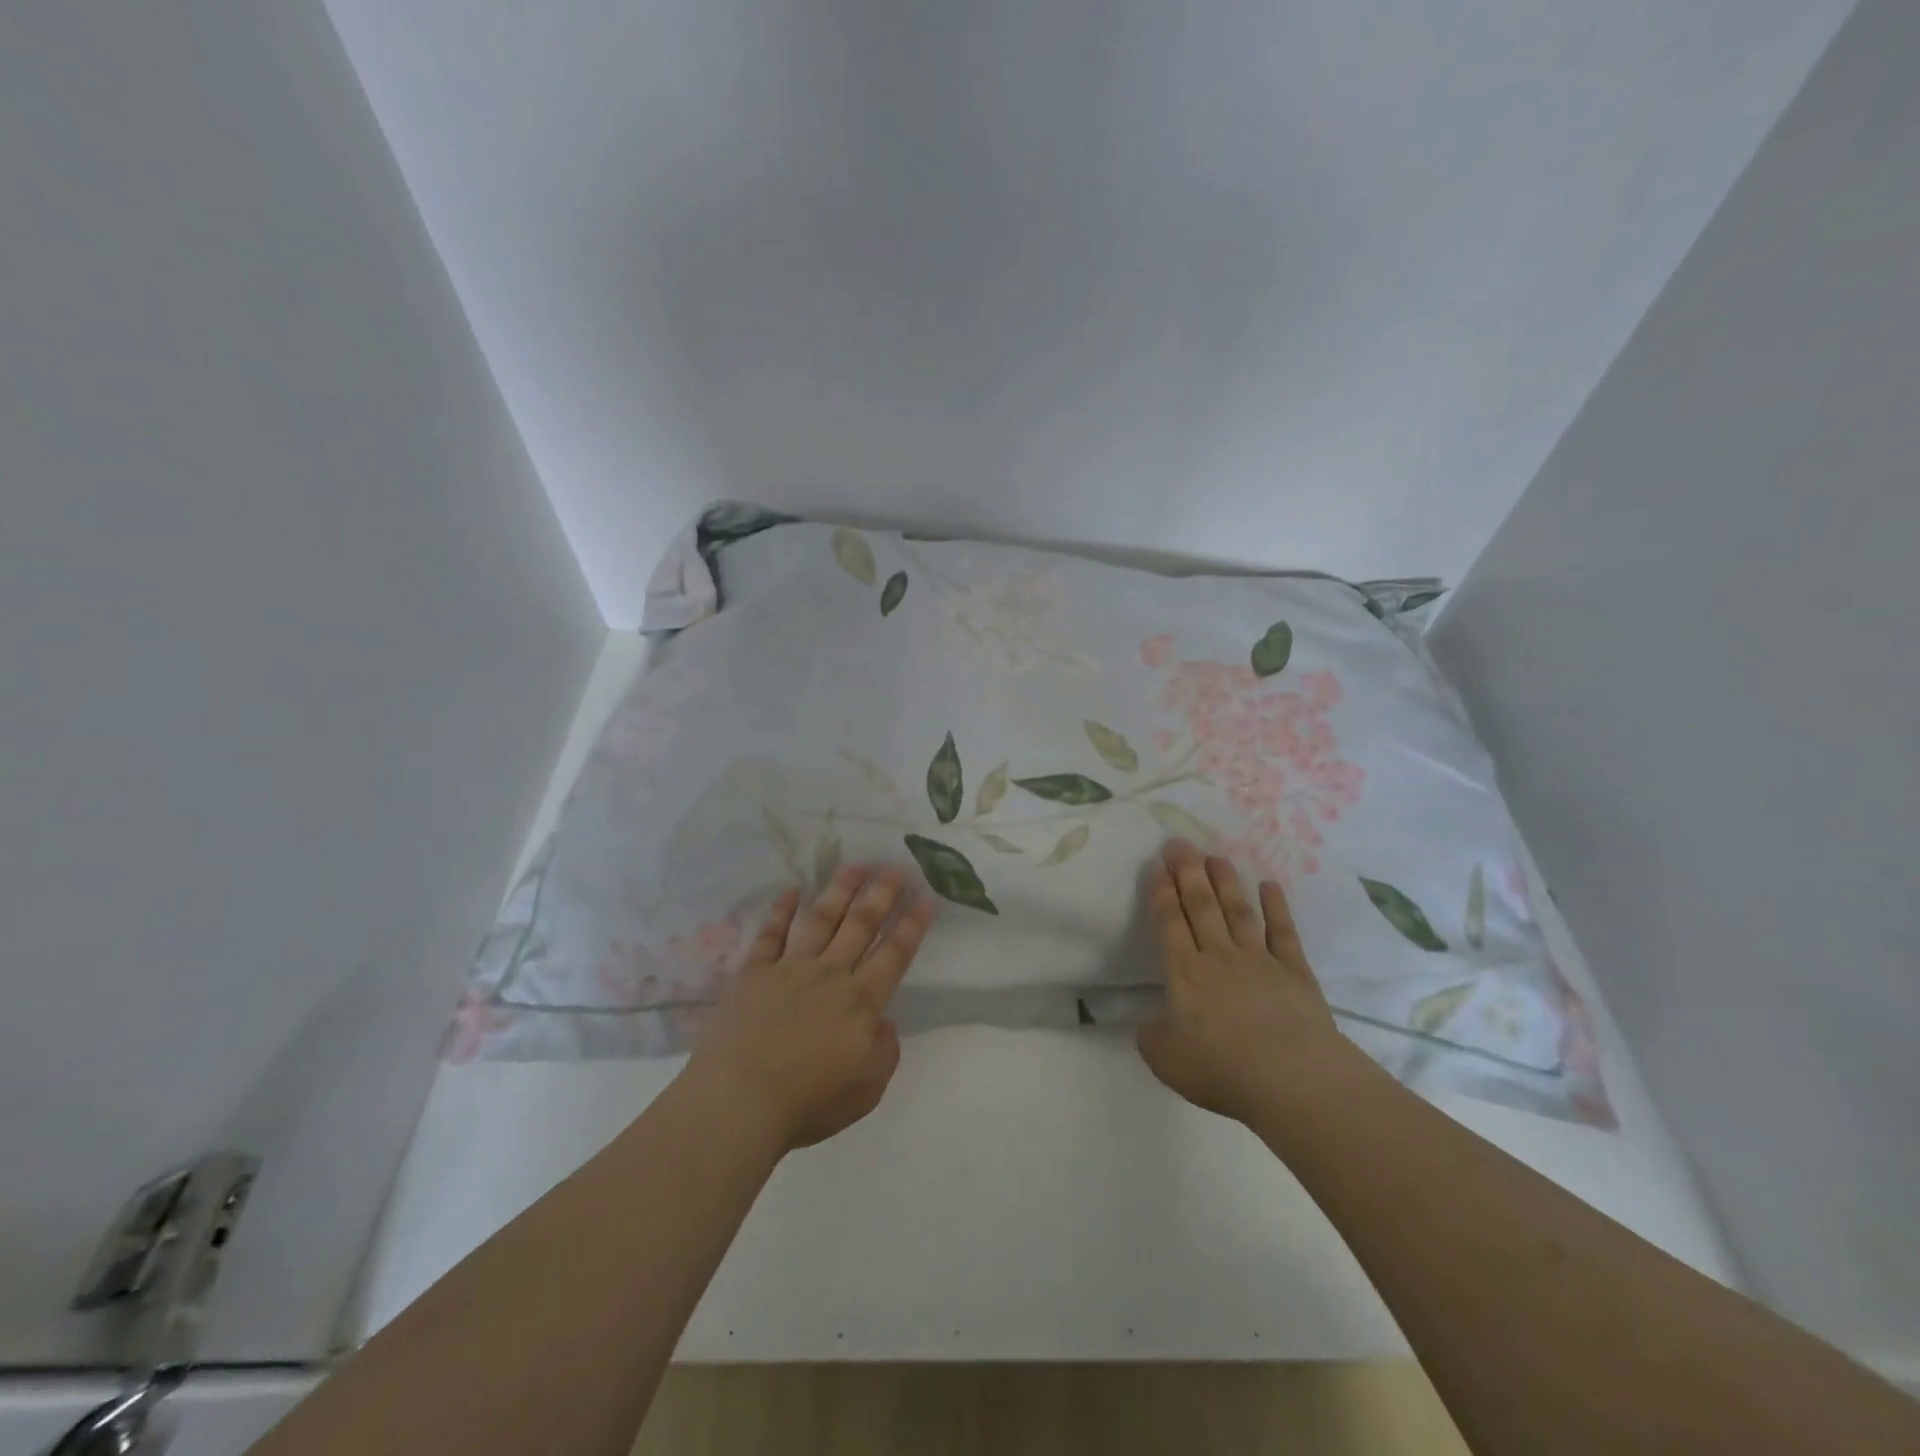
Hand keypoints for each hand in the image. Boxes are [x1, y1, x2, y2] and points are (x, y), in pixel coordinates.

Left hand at [682, 865, 934, 1154]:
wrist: (738, 1101)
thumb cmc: (807, 1101)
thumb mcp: (867, 1088)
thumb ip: (884, 1049)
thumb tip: (883, 1021)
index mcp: (861, 1001)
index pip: (895, 953)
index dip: (913, 924)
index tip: (926, 896)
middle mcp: (830, 974)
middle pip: (861, 925)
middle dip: (882, 894)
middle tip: (896, 866)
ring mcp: (789, 969)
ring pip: (821, 920)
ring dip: (840, 891)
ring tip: (856, 866)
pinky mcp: (753, 973)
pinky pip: (770, 935)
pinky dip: (780, 911)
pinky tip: (790, 891)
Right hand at [1136, 838, 1357, 1123]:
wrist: (1292, 1079)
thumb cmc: (1222, 1069)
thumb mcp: (1165, 1059)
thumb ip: (1151, 1035)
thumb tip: (1151, 1021)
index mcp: (1185, 974)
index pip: (1170, 923)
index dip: (1162, 893)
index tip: (1158, 866)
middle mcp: (1219, 956)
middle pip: (1201, 906)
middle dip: (1187, 872)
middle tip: (1179, 844)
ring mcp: (1259, 960)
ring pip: (1237, 911)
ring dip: (1225, 881)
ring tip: (1215, 856)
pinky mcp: (1294, 970)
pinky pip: (1282, 932)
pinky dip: (1276, 907)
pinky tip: (1270, 885)